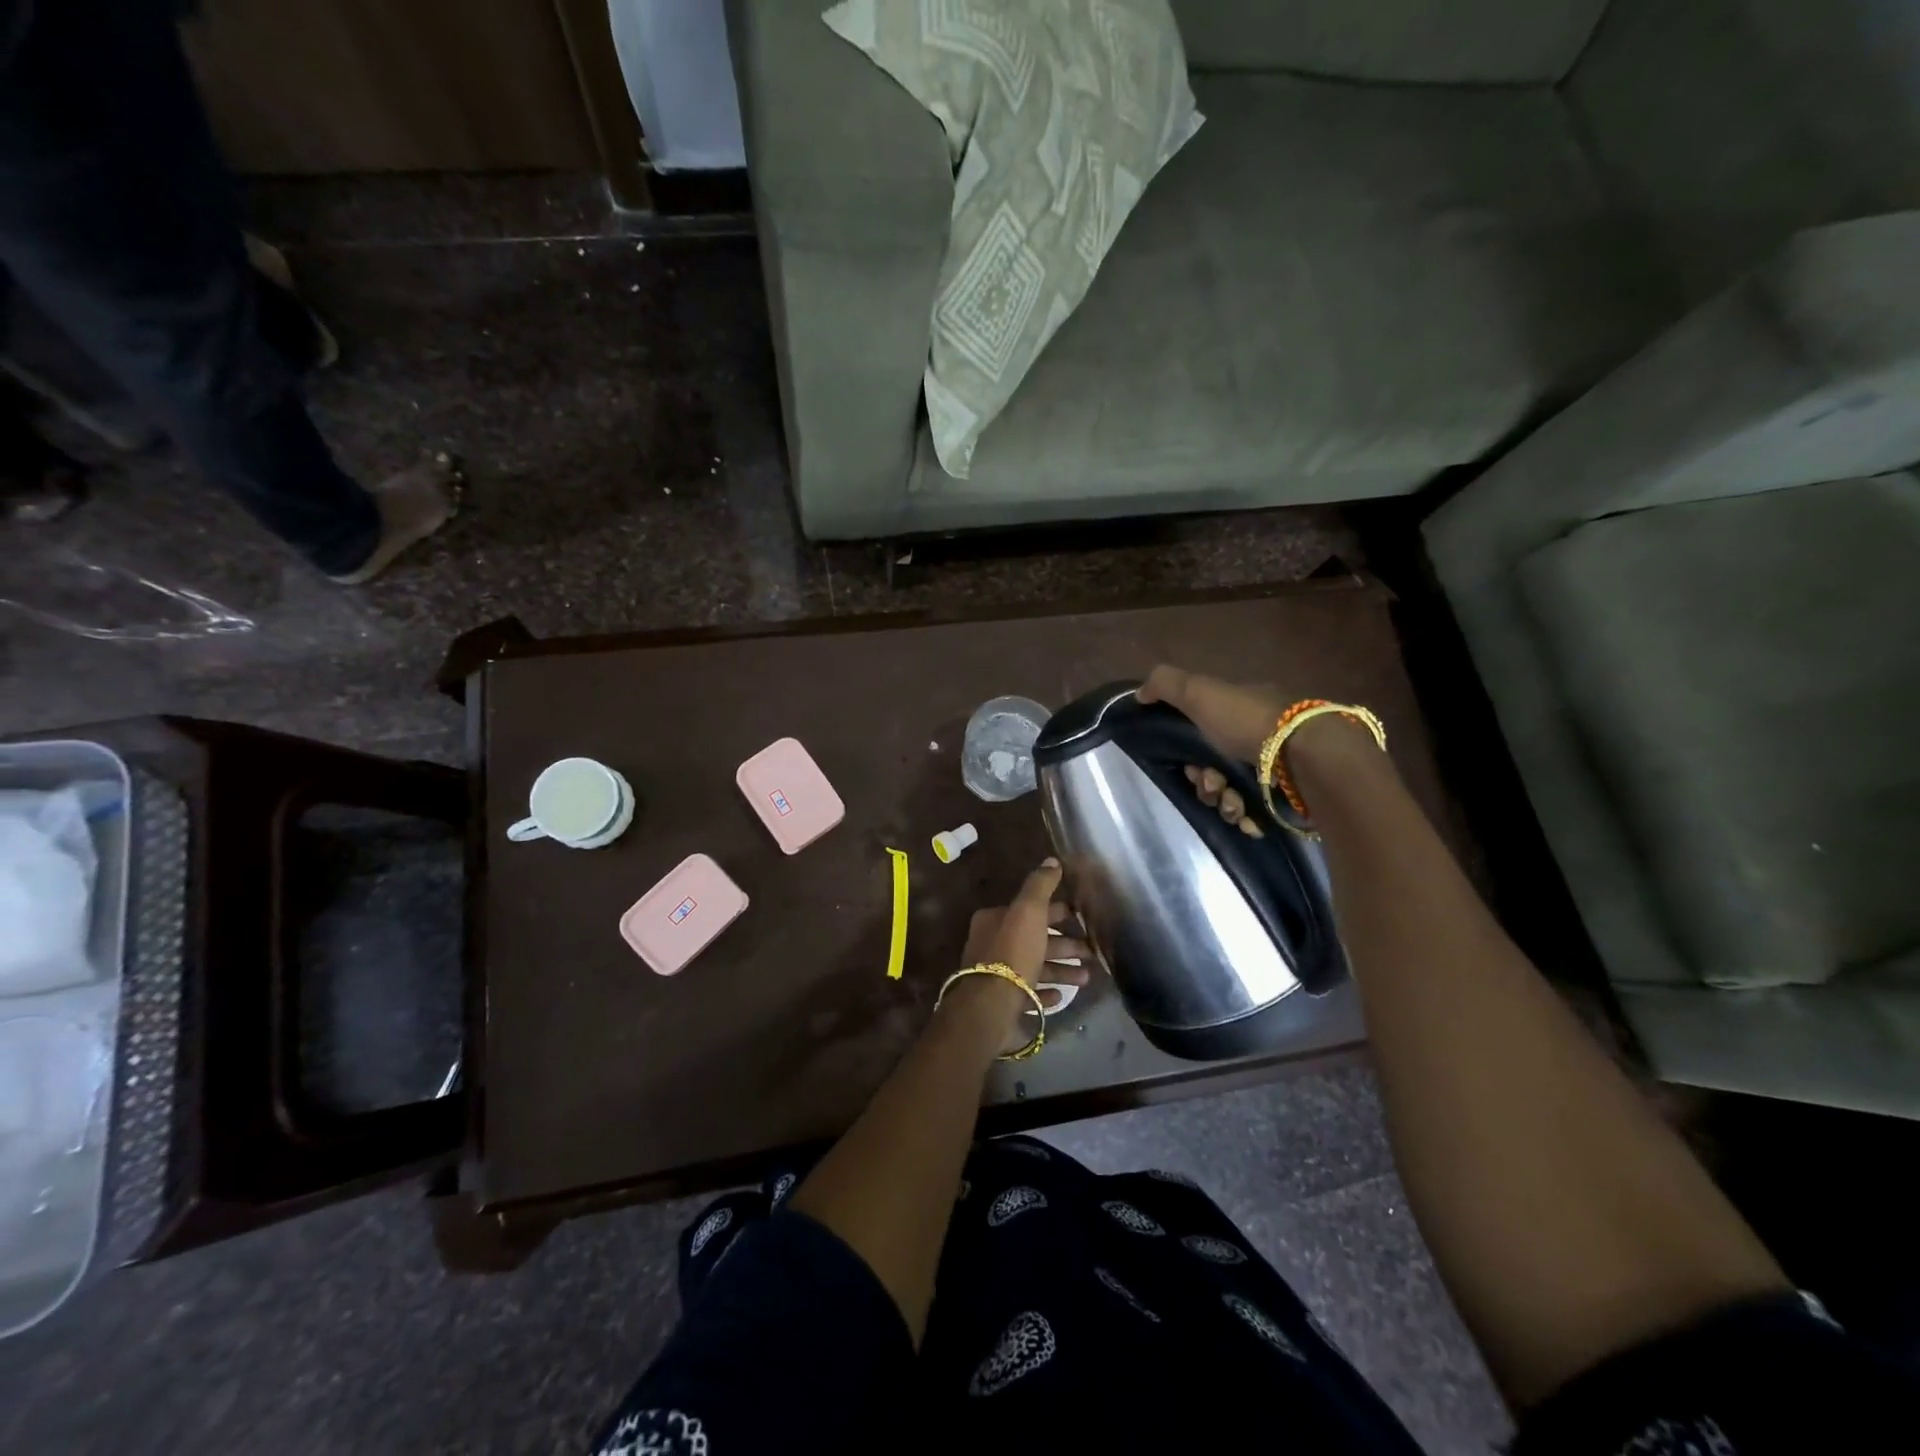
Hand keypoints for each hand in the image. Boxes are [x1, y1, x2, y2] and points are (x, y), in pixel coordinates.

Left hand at [952, 859, 1092, 1048]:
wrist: (991, 1005)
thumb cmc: (1013, 952)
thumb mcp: (1029, 911)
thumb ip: (1040, 885)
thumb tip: (1052, 861)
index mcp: (994, 920)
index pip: (1030, 911)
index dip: (1057, 913)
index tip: (1081, 920)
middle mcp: (992, 945)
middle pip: (1035, 940)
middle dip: (1064, 945)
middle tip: (1091, 953)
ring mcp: (995, 976)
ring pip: (1034, 967)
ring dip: (1061, 970)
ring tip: (1086, 978)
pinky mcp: (1001, 1003)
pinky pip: (1028, 994)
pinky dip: (1045, 992)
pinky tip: (1060, 996)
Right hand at [1139, 665, 1287, 835]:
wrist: (1307, 755)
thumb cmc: (1248, 721)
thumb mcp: (1201, 691)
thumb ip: (1167, 685)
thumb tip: (1140, 692)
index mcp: (1237, 713)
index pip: (1200, 736)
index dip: (1186, 755)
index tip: (1188, 765)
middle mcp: (1256, 739)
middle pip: (1213, 770)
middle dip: (1204, 783)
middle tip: (1210, 784)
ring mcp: (1274, 771)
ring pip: (1231, 795)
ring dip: (1224, 803)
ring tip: (1234, 804)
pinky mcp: (1287, 798)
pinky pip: (1255, 814)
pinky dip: (1247, 817)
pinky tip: (1249, 818)